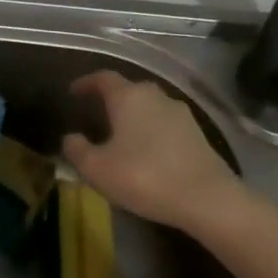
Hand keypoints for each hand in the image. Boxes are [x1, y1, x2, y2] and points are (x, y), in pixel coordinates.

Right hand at [61, 72, 242, 229]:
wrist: (208, 199)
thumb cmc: (144, 176)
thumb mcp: (97, 169)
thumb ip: (77, 149)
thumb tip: (70, 137)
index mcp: (128, 97)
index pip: (103, 78)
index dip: (86, 83)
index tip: (73, 92)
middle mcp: (156, 96)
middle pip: (129, 90)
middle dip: (111, 100)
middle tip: (96, 115)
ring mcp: (181, 114)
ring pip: (149, 107)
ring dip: (133, 117)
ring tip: (120, 136)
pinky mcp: (198, 134)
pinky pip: (165, 125)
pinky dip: (151, 132)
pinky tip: (146, 152)